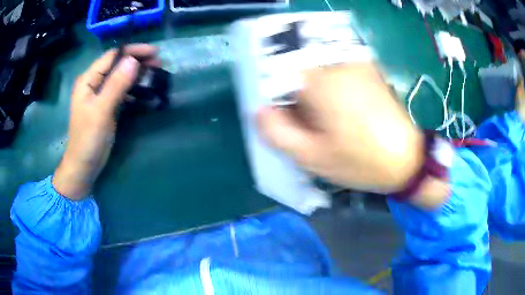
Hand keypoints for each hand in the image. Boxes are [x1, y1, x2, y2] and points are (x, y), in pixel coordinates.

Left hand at [52, 44, 159, 199]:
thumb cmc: (88, 139)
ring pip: (120, 77)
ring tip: (154, 74)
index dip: (132, 51)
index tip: (153, 52)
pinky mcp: (106, 107)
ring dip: (137, 74)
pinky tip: (144, 91)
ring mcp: (100, 95)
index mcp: (88, 80)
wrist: (84, 166)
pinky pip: (121, 91)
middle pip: (117, 65)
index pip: (112, 56)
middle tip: (158, 63)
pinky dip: (133, 89)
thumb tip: (134, 60)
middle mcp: (94, 83)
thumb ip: (116, 84)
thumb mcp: (101, 110)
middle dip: (137, 61)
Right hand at [257, 63, 424, 193]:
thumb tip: (259, 111)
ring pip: (316, 73)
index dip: (275, 98)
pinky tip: (343, 113)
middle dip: (295, 98)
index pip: (277, 74)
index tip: (285, 121)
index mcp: (320, 82)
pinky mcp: (367, 70)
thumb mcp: (312, 157)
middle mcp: (336, 63)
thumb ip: (278, 133)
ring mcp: (354, 64)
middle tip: (310, 127)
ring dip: (313, 95)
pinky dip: (330, 90)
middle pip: (297, 72)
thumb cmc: (361, 161)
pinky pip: (334, 73)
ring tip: (329, 123)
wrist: (407, 159)